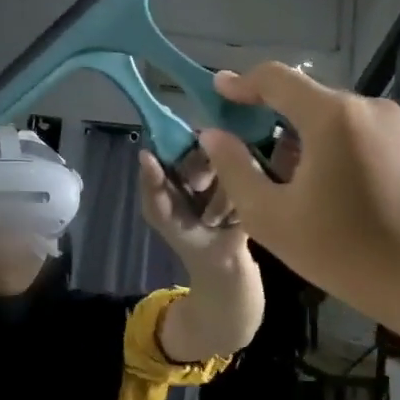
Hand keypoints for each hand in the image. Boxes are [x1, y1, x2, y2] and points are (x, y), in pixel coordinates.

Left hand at [138, 147, 250, 269]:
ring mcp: (234, 170)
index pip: (182, 139)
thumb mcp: (159, 212)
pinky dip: (234, 206)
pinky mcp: (255, 185)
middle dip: (201, 174)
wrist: (218, 260)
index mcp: (182, 162)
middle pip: (209, 148)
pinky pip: (247, 184)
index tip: (184, 169)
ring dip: (219, 200)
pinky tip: (230, 221)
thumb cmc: (183, 233)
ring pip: (229, 167)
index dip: (183, 149)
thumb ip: (151, 185)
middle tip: (198, 192)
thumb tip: (144, 152)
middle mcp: (209, 160)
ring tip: (213, 220)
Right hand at [196, 63, 399, 312]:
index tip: (220, 92)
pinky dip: (349, 156)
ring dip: (315, 141)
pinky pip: (373, 142)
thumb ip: (234, 167)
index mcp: (333, 117)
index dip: (242, 83)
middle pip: (311, 101)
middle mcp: (373, 109)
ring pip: (343, 122)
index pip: (277, 79)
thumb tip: (214, 135)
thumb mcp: (269, 215)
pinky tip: (346, 198)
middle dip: (278, 121)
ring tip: (304, 186)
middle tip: (259, 158)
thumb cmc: (340, 250)